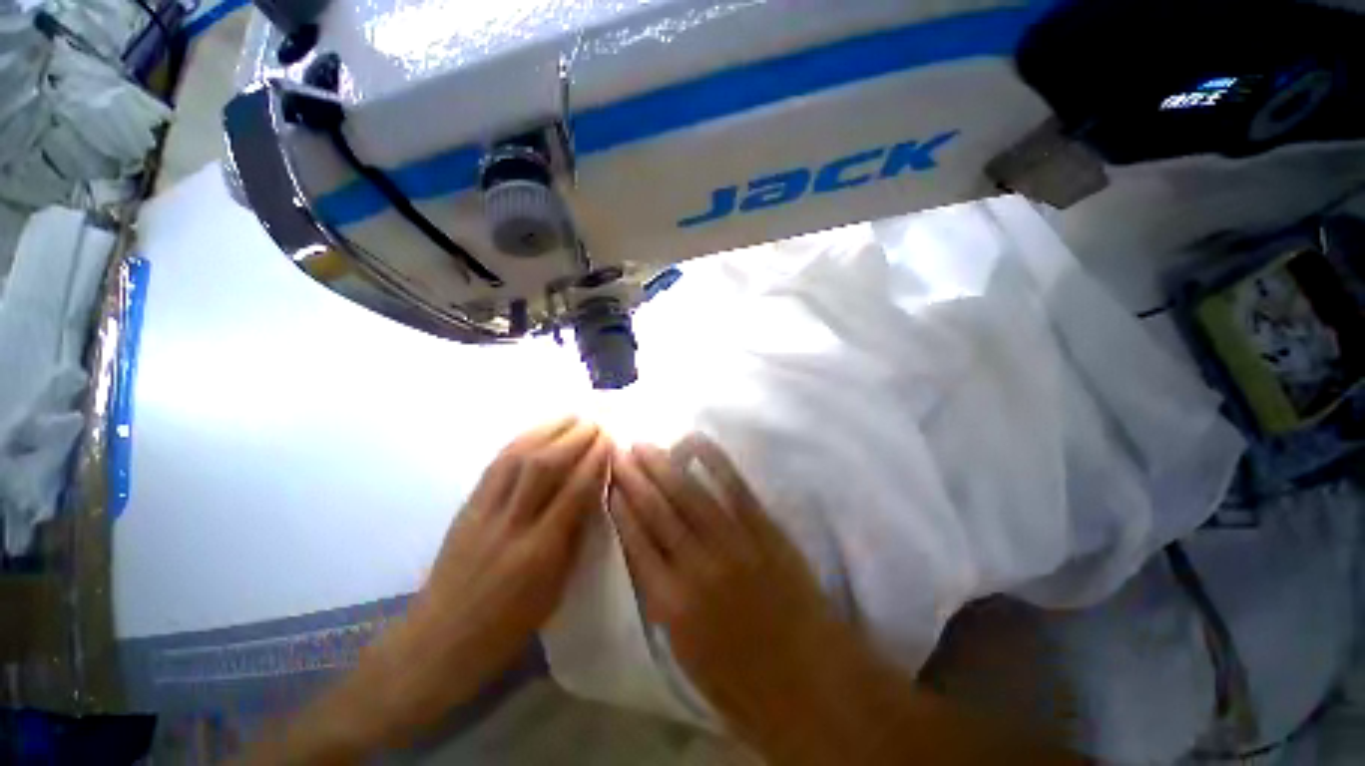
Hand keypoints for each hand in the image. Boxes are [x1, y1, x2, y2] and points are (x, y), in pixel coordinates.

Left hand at [365, 417, 612, 739]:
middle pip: (545, 467)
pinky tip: (536, 431)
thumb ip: (574, 537)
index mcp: (539, 552)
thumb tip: (592, 495)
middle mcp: (512, 525)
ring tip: (571, 416)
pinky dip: (520, 442)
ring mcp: (484, 513)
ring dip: (548, 431)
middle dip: (575, 437)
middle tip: (595, 422)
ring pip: (518, 459)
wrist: (440, 641)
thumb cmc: (508, 625)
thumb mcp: (555, 589)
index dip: (594, 461)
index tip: (610, 440)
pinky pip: (495, 466)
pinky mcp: (467, 508)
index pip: (574, 492)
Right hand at [609, 437, 1084, 765]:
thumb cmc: (745, 685)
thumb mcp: (686, 657)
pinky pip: (735, 489)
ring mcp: (734, 543)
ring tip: (645, 445)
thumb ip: (662, 603)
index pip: (634, 543)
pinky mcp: (765, 531)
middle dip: (634, 478)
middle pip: (657, 511)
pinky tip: (696, 444)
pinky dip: (714, 463)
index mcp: (671, 606)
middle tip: (620, 452)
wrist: (816, 686)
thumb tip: (647, 559)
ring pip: (689, 494)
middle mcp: (696, 567)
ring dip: (664, 465)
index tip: (609, 484)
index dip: (620, 508)